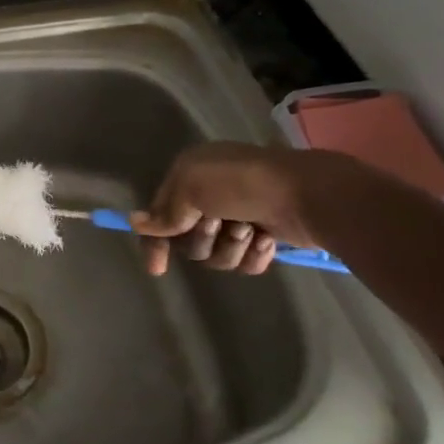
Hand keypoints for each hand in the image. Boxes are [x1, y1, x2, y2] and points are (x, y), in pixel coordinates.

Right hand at [129, 142, 328, 276]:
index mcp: (192, 174)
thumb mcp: (192, 187)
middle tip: (219, 224)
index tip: (158, 268)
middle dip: (203, 238)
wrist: (307, 195)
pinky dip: (253, 255)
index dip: (155, 240)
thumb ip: (165, 211)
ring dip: (231, 247)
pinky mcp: (263, 236)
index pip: (159, 213)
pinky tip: (266, 240)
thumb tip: (136, 222)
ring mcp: (239, 216)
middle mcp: (212, 194)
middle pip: (188, 239)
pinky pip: (243, 262)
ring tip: (251, 231)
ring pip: (216, 255)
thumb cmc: (242, 184)